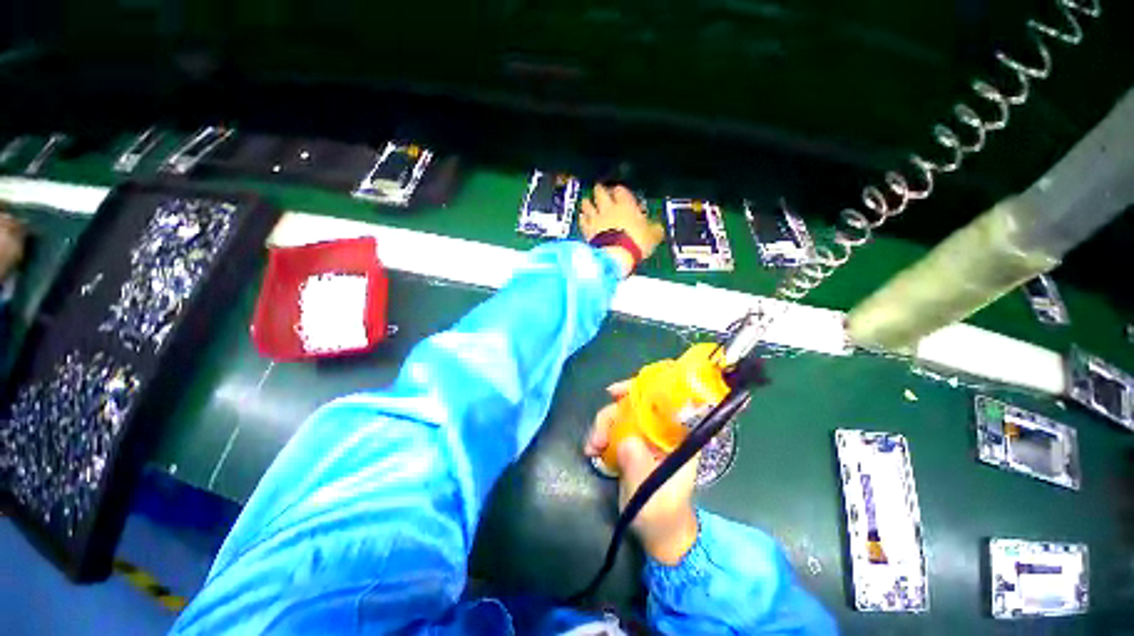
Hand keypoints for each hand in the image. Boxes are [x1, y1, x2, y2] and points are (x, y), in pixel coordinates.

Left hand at [579, 185, 665, 276]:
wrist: (615, 255)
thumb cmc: (636, 243)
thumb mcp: (652, 236)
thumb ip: (654, 229)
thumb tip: (657, 228)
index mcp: (626, 205)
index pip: (621, 190)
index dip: (619, 191)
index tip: (619, 192)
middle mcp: (609, 208)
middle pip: (601, 193)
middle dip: (600, 191)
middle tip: (600, 191)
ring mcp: (596, 218)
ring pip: (588, 204)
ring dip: (588, 202)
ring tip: (587, 202)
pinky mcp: (587, 230)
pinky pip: (582, 220)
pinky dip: (582, 218)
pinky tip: (582, 218)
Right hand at [584, 381, 699, 564]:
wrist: (658, 535)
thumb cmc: (662, 512)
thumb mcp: (650, 490)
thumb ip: (638, 463)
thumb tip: (624, 440)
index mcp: (677, 435)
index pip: (661, 399)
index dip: (639, 389)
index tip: (615, 392)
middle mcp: (660, 430)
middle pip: (633, 406)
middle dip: (611, 415)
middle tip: (596, 438)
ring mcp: (644, 437)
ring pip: (620, 417)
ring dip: (602, 427)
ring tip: (591, 448)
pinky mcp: (631, 445)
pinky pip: (613, 430)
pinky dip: (600, 436)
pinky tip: (592, 451)